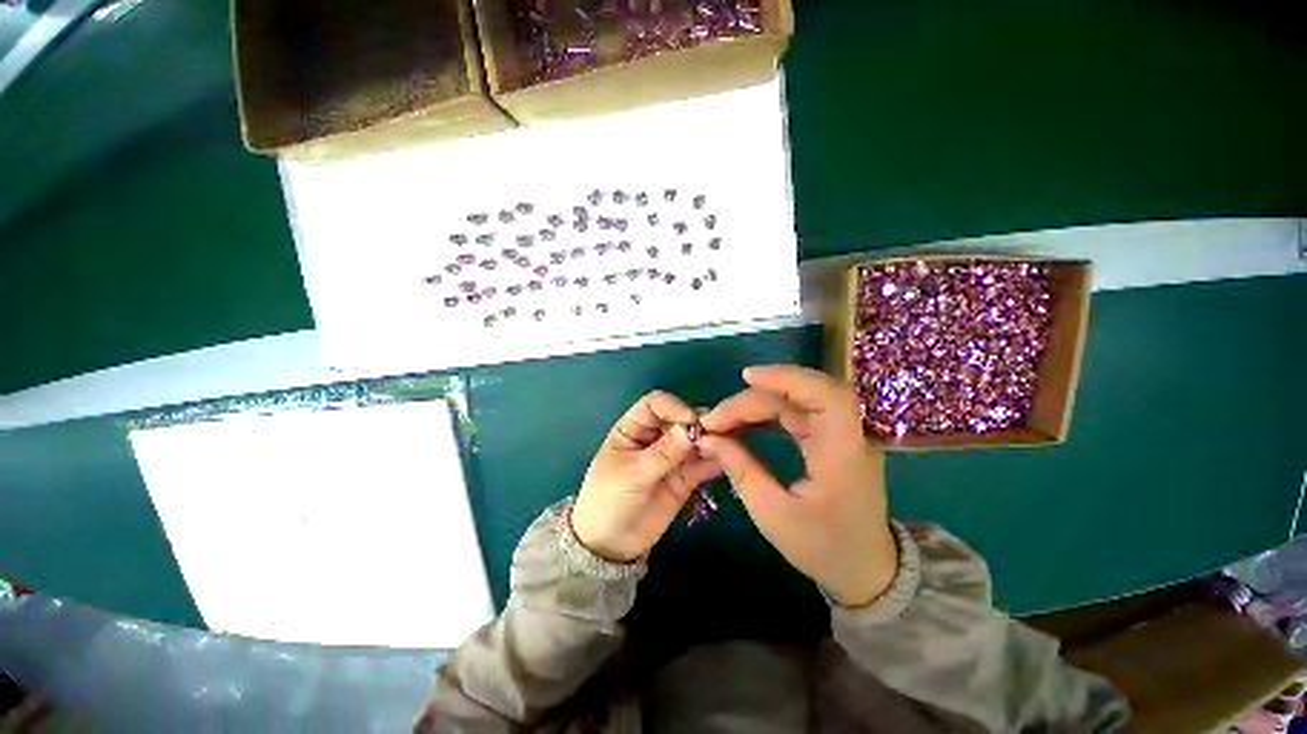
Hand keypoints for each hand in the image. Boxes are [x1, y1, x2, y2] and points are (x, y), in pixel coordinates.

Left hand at [572, 391, 721, 562]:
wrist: (611, 544)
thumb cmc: (609, 500)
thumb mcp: (632, 473)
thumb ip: (663, 453)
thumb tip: (691, 429)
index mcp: (633, 428)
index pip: (655, 404)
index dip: (674, 407)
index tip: (691, 421)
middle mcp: (654, 437)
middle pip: (680, 420)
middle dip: (697, 424)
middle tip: (717, 433)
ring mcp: (672, 457)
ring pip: (694, 441)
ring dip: (710, 441)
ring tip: (727, 445)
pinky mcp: (685, 477)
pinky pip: (702, 464)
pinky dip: (714, 461)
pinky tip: (726, 461)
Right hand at [699, 365, 897, 607]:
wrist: (865, 570)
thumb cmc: (823, 548)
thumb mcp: (773, 515)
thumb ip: (741, 470)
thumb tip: (710, 438)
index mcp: (844, 455)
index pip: (825, 396)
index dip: (787, 378)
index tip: (746, 377)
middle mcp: (849, 436)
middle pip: (804, 394)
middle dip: (756, 397)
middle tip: (717, 417)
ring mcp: (842, 435)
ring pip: (800, 400)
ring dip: (760, 401)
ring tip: (725, 415)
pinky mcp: (832, 439)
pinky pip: (799, 412)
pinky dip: (770, 410)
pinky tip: (748, 417)